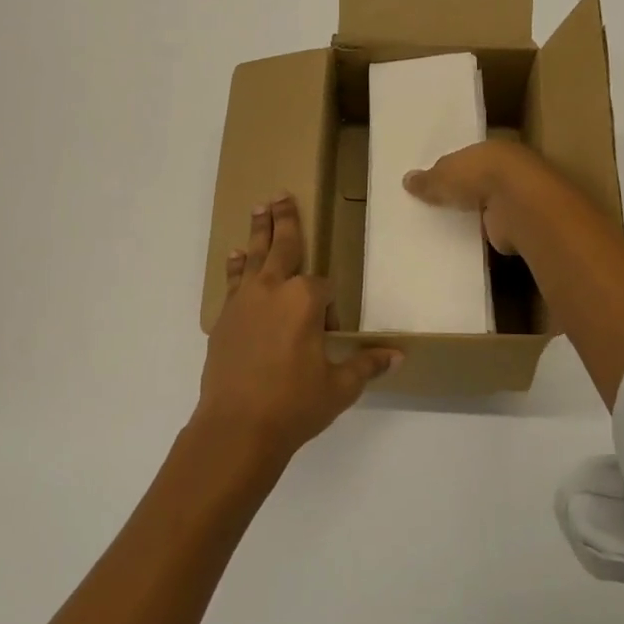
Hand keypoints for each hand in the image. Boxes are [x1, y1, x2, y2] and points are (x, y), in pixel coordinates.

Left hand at [199, 192, 401, 460]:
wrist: (235, 428)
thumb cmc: (293, 405)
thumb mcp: (338, 387)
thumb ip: (366, 364)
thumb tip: (399, 355)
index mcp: (304, 301)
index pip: (323, 288)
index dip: (330, 308)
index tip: (331, 333)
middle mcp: (273, 290)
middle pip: (283, 246)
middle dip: (285, 220)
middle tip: (281, 195)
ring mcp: (244, 301)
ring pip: (254, 256)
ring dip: (258, 231)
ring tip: (259, 208)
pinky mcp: (225, 318)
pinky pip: (233, 281)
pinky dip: (236, 266)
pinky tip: (235, 256)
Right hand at [403, 139, 547, 255]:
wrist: (518, 205)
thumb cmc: (480, 175)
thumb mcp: (444, 174)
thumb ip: (428, 179)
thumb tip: (407, 180)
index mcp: (491, 149)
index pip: (468, 157)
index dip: (451, 168)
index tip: (432, 180)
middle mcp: (506, 171)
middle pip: (478, 181)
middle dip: (460, 191)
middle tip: (433, 204)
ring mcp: (514, 199)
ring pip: (486, 205)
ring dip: (472, 213)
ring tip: (443, 225)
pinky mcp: (516, 225)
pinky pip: (491, 228)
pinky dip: (480, 233)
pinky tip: (461, 240)